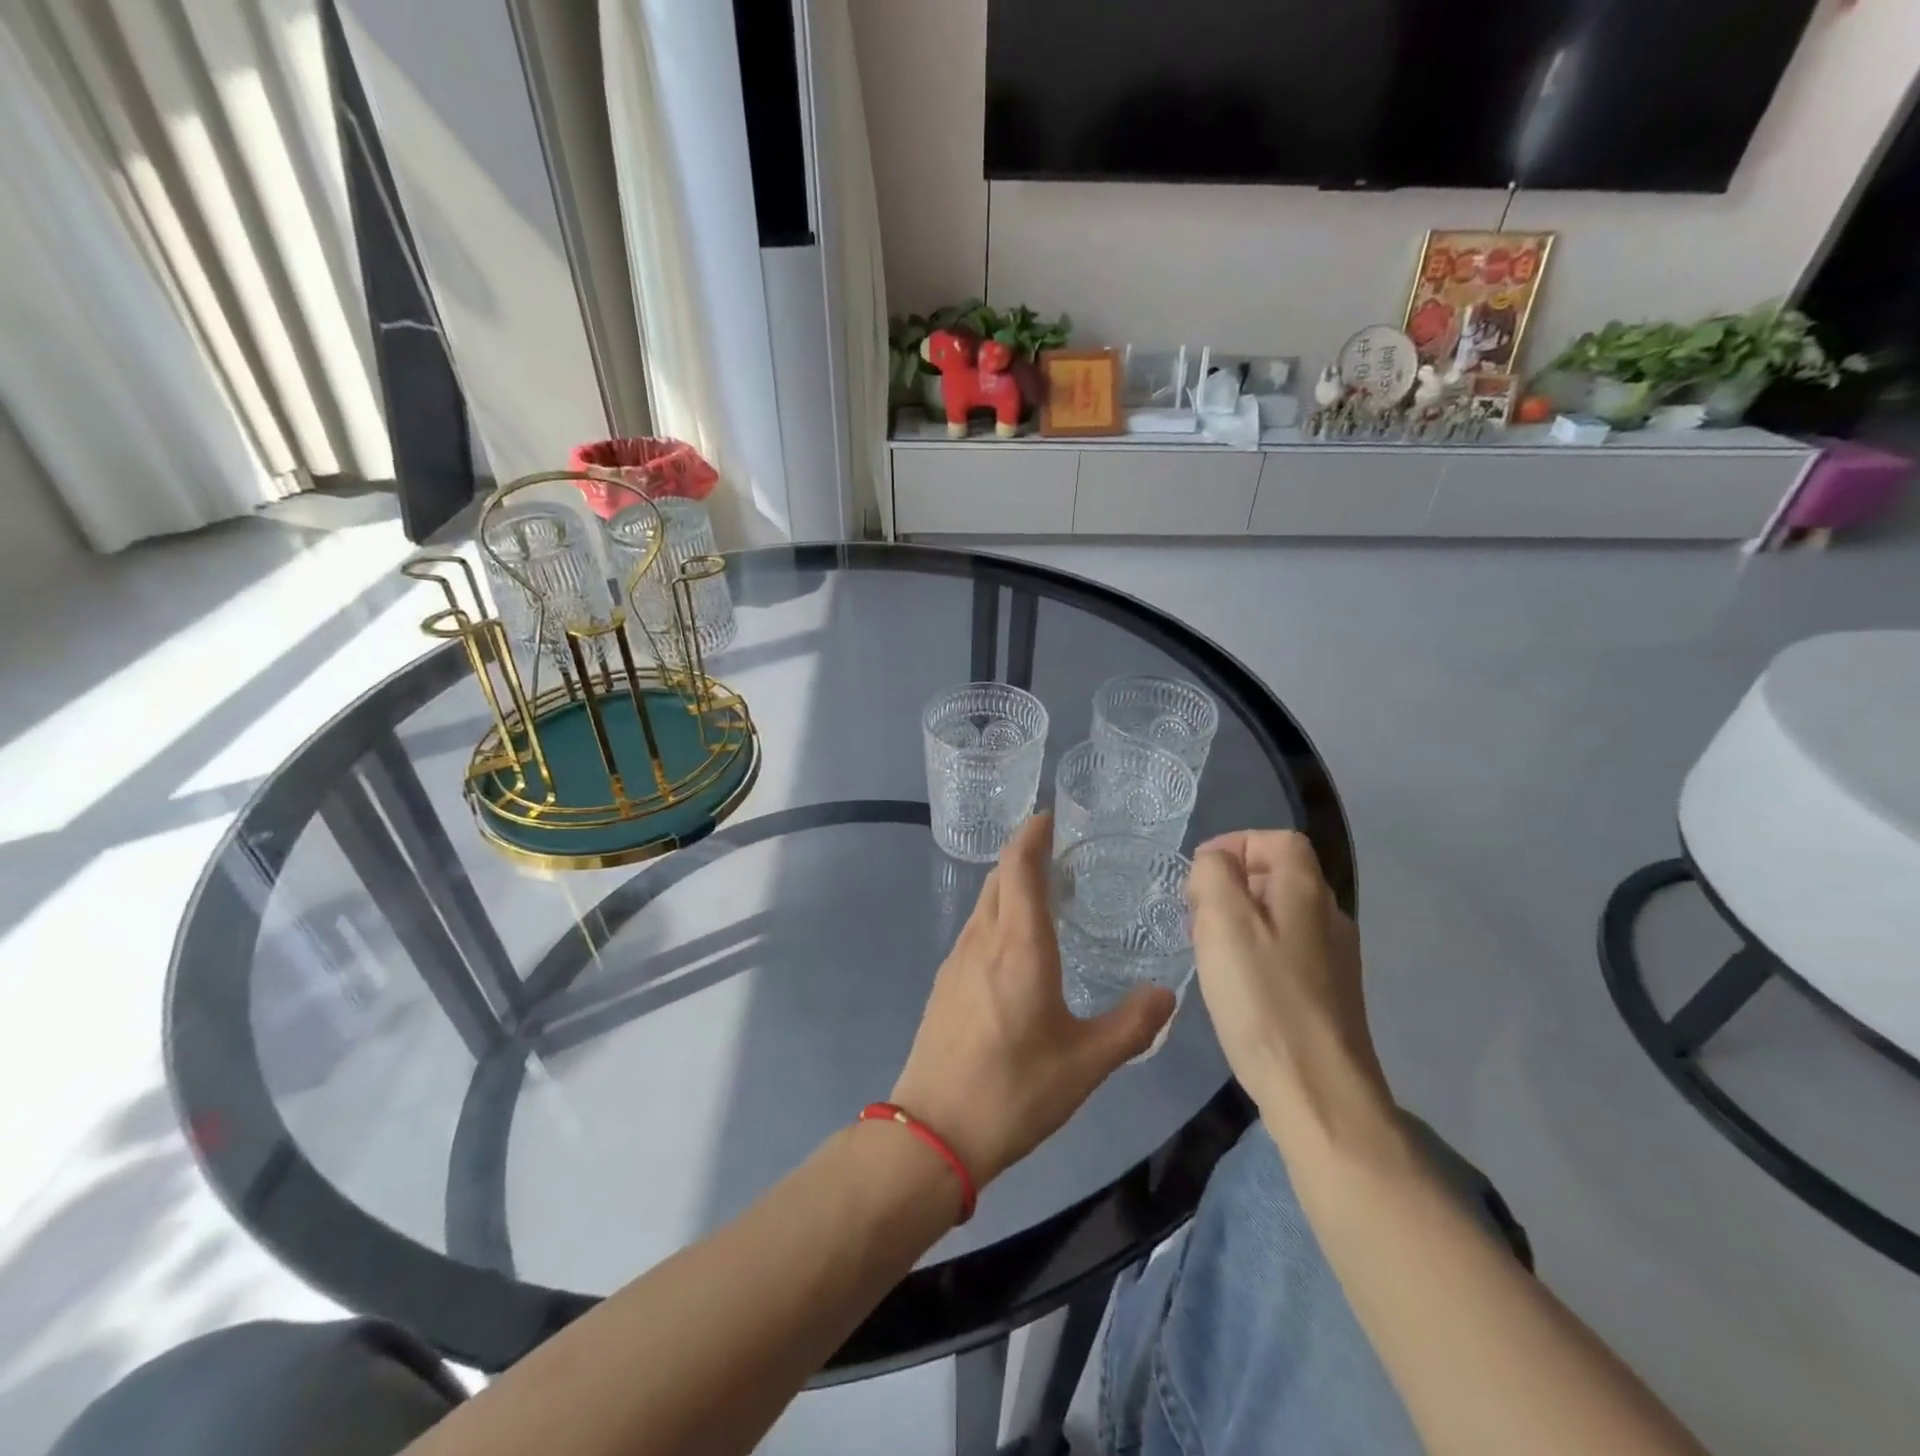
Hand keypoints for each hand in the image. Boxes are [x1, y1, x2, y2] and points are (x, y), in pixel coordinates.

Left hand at [891, 814, 1174, 1187]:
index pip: (1019, 866)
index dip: (1033, 834)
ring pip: (985, 904)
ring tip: (1046, 896)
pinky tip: (1017, 947)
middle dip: (1025, 855)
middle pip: (999, 878)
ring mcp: (957, 960)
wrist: (934, 1131)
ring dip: (1011, 887)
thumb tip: (1167, 994)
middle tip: (1063, 855)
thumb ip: (1132, 1024)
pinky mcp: (945, 984)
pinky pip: (975, 930)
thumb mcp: (1086, 1062)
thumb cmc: (1015, 1090)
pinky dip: (998, 917)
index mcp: (1018, 945)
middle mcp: (982, 940)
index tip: (1052, 816)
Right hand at [1186, 830, 1394, 1153]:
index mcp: (1307, 891)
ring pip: (1279, 915)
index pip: (1277, 840)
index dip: (1235, 844)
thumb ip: (1214, 876)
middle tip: (1196, 915)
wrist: (1317, 1091)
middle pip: (1278, 875)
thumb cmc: (1263, 998)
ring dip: (1239, 920)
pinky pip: (1284, 950)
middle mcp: (1329, 917)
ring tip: (1207, 949)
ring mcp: (1333, 958)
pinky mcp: (1327, 994)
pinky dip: (1253, 951)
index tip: (1199, 876)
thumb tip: (1215, 864)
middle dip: (1231, 884)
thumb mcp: (1224, 923)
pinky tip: (1233, 983)